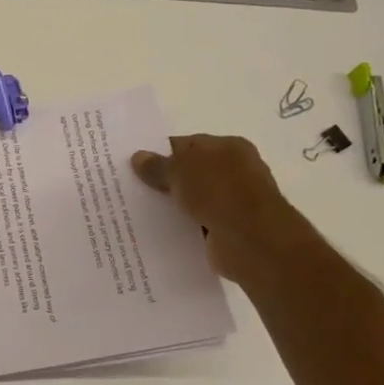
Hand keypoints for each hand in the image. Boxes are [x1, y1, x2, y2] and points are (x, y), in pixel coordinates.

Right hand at [130, 135, 302, 283]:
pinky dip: (181, 227)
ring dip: (172, 206)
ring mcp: (233, 201)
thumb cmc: (219, 193)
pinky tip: (158, 232)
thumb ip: (158, 165)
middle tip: (130, 189)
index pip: (188, 144)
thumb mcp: (181, 170)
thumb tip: (138, 157)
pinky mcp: (229, 229)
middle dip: (164, 180)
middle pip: (190, 172)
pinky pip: (197, 224)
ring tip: (137, 212)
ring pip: (192, 200)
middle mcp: (235, 171)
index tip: (133, 166)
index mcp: (229, 147)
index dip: (160, 152)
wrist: (252, 240)